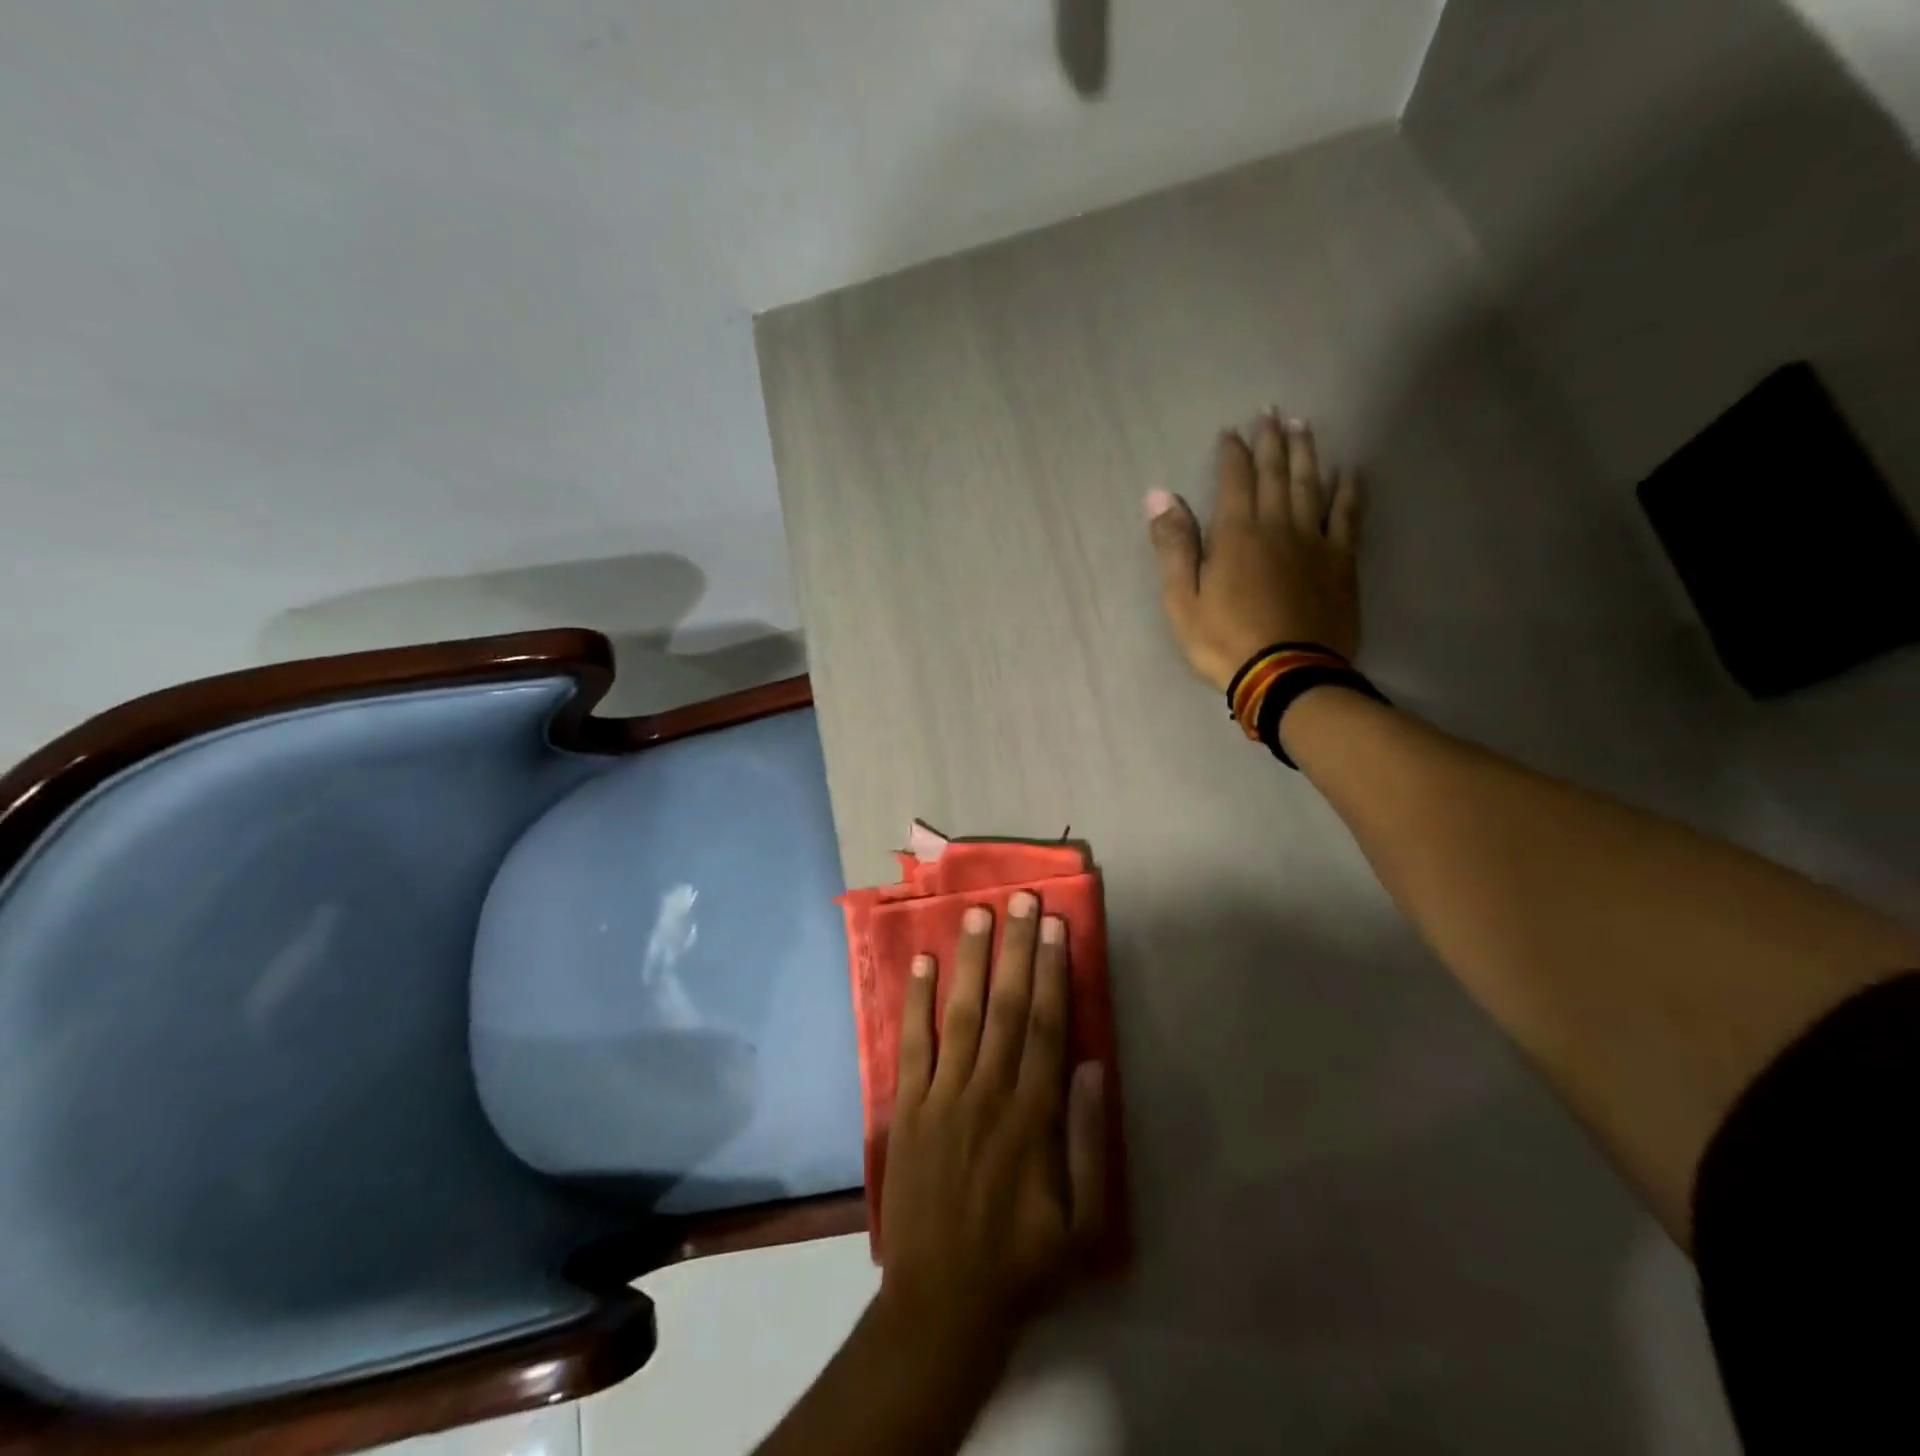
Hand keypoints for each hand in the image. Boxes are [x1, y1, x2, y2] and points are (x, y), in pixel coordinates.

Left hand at [877, 893, 1105, 1363]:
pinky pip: (912, 1044)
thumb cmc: (1021, 1263)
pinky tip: (921, 963)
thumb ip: (1089, 1140)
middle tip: (1022, 899)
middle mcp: (988, 1092)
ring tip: (976, 914)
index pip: (1048, 1027)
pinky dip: (915, 1002)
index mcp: (1033, 1116)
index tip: (1056, 927)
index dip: (1053, 972)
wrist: (940, 1305)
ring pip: (961, 1014)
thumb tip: (1093, 1064)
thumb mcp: (1084, 1223)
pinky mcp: (907, 1108)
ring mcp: (942, 1096)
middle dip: (1016, 949)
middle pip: (1008, 1007)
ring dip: (970, 961)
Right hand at [1147, 413, 1361, 691]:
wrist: (1285, 675)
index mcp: (1236, 534)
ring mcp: (1314, 542)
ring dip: (1307, 454)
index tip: (1231, 433)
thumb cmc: (1223, 641)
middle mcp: (1277, 526)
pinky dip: (1349, 491)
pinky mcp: (1341, 562)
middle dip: (1272, 442)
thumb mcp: (1181, 600)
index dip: (1232, 454)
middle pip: (1276, 474)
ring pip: (1311, 485)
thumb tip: (1160, 496)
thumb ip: (1174, 545)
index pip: (1234, 480)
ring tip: (1305, 427)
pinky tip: (1351, 471)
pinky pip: (1348, 516)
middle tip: (1272, 414)